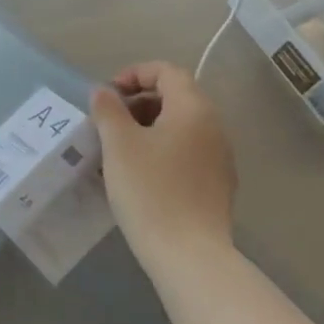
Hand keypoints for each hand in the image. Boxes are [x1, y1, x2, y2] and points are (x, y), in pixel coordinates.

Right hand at [90, 62, 236, 261]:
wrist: (188, 252)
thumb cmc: (149, 190)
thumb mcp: (118, 144)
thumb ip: (108, 110)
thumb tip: (104, 92)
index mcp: (193, 109)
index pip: (167, 71)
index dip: (135, 73)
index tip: (108, 95)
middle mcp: (213, 126)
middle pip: (176, 97)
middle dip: (139, 101)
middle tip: (109, 122)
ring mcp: (219, 157)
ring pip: (181, 126)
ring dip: (148, 127)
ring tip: (118, 149)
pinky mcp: (217, 184)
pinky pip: (186, 151)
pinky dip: (162, 149)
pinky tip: (140, 174)